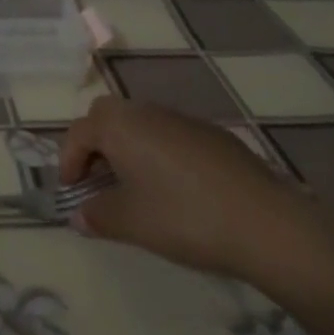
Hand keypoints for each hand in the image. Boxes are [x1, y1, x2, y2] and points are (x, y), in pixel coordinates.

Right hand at [60, 96, 319, 281]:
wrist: (265, 221)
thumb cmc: (184, 217)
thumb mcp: (132, 223)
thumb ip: (98, 215)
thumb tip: (80, 214)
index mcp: (120, 126)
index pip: (79, 132)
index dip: (68, 160)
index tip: (71, 191)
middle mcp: (146, 111)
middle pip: (107, 116)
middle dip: (95, 144)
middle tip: (97, 180)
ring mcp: (182, 118)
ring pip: (140, 122)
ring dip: (127, 147)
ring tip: (134, 187)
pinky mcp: (212, 134)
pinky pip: (169, 134)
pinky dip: (158, 152)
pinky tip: (175, 189)